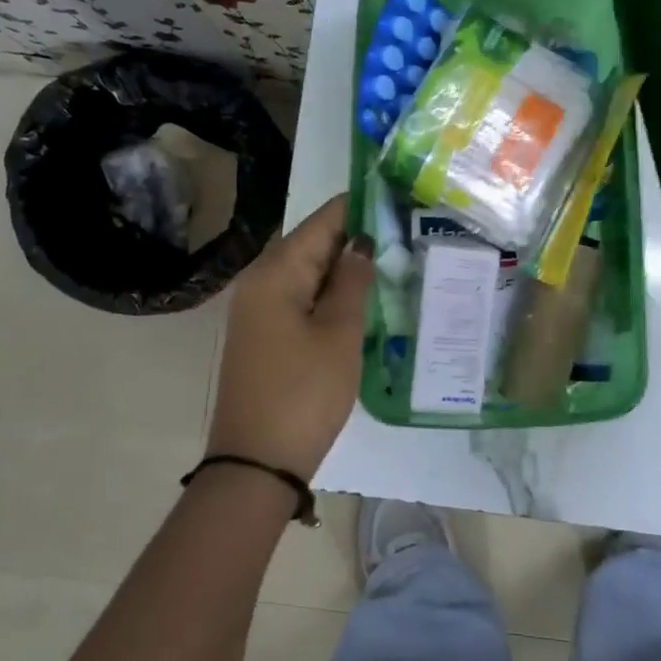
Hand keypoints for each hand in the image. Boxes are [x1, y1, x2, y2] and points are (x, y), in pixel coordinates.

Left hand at [206, 194, 374, 480]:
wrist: (257, 464)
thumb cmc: (304, 392)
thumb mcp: (339, 334)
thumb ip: (352, 283)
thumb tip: (361, 243)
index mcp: (276, 272)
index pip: (322, 221)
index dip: (358, 206)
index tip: (397, 197)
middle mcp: (260, 281)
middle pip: (312, 243)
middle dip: (354, 236)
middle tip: (403, 232)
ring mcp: (259, 310)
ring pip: (308, 272)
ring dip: (344, 267)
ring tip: (392, 260)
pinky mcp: (264, 335)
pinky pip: (300, 297)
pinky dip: (329, 293)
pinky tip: (362, 299)